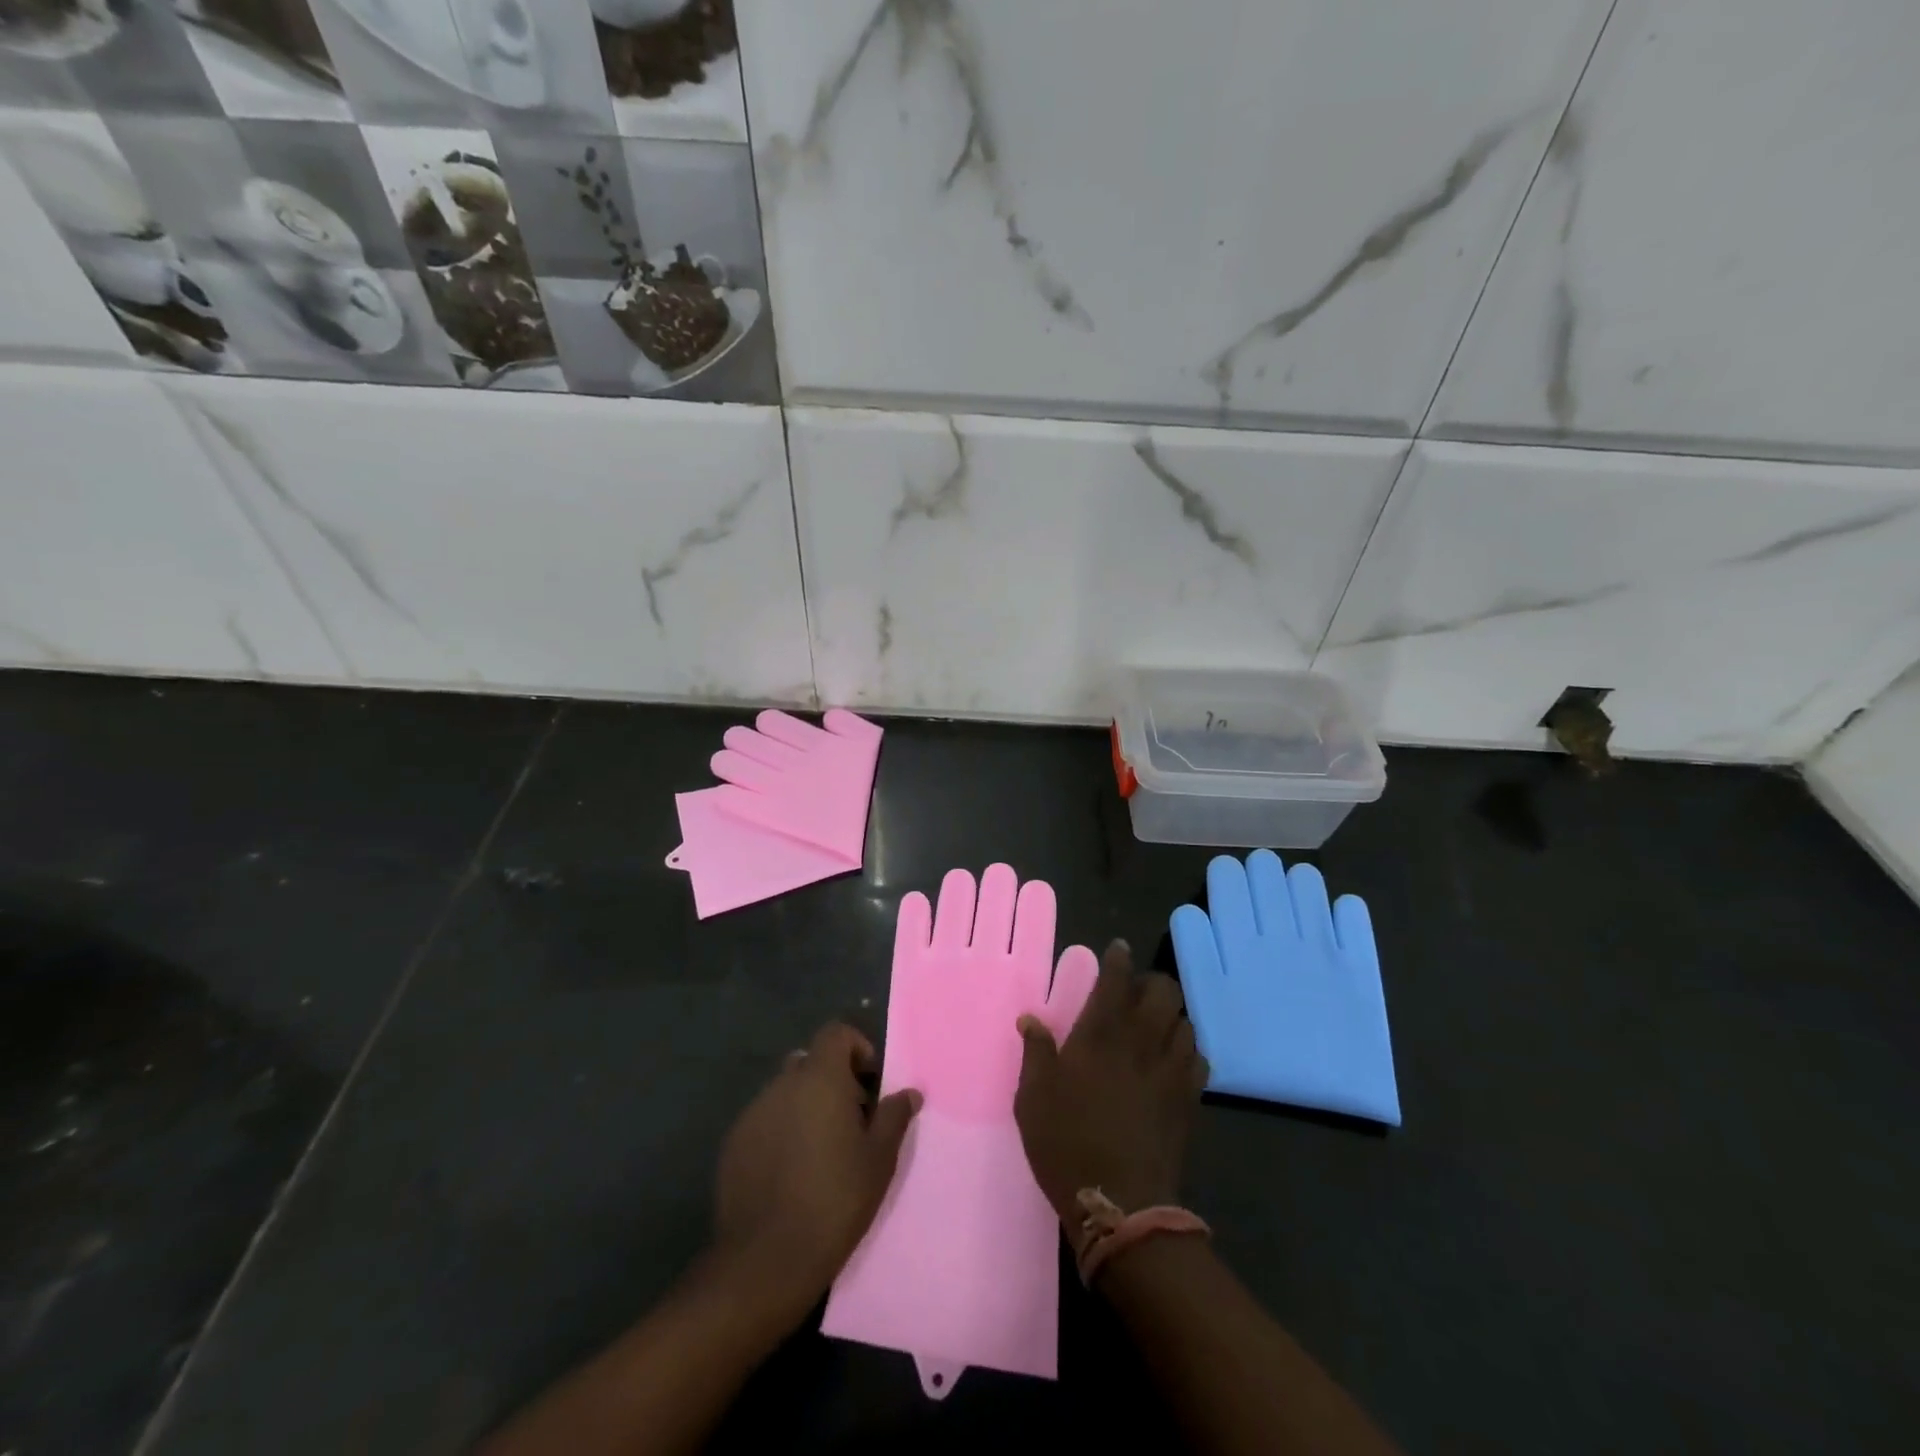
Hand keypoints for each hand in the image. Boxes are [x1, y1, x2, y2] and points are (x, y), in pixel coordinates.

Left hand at [712, 1022, 920, 1325]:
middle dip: (832, 1080)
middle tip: (851, 1120)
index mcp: (819, 1079)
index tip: (870, 1084)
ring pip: (785, 1092)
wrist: (766, 1259)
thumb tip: (909, 1092)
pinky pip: (764, 1121)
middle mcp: (782, 1084)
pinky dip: (781, 1130)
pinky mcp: (732, 1144)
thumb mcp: (879, 1159)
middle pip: (810, 1062)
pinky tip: (791, 1172)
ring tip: (821, 1151)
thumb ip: (894, 1117)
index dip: (856, 1047)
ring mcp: (753, 1113)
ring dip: (806, 1106)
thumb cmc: (835, 1200)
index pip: (836, 1033)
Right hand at [1013, 941, 1207, 1226]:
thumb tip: (1030, 1018)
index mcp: (1100, 1034)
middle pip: (1163, 990)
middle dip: (1151, 983)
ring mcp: (1170, 1069)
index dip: (1118, 958)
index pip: (1116, 979)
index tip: (1117, 950)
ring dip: (1170, 1015)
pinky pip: (1198, 1057)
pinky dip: (1187, 1049)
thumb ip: (1036, 1052)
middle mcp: (1140, 1040)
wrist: (1120, 1202)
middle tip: (1134, 992)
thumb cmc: (1066, 1143)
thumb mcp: (1033, 1097)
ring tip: (1155, 1025)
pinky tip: (1173, 1060)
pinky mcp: (1188, 1098)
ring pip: (1185, 1020)